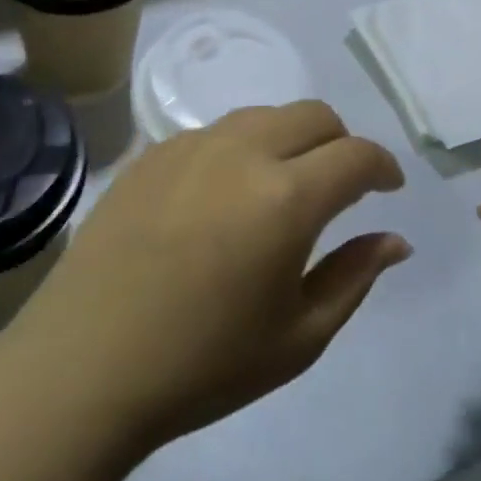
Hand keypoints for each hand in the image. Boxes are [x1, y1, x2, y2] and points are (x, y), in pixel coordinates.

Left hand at [4, 101, 411, 450]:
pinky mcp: (153, 152)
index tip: (388, 188)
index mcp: (287, 197)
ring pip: (264, 115)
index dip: (383, 167)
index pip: (356, 155)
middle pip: (314, 115)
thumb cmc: (203, 364)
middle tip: (339, 186)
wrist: (85, 365)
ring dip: (290, 140)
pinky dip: (240, 150)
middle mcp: (243, 151)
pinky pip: (215, 133)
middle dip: (341, 143)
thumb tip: (395, 239)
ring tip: (280, 187)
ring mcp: (192, 145)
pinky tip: (222, 197)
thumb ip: (354, 276)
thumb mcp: (298, 337)